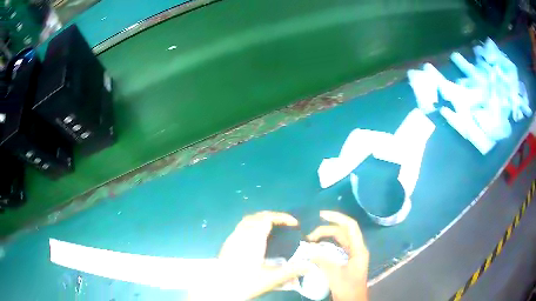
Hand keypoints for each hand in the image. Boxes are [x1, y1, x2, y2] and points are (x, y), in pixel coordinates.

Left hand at [189, 211, 305, 300]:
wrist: (219, 289)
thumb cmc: (245, 282)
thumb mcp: (270, 279)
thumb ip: (291, 272)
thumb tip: (310, 267)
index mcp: (253, 239)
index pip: (268, 218)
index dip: (282, 217)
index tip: (294, 223)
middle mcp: (241, 234)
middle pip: (257, 216)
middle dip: (273, 216)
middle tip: (285, 224)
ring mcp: (232, 238)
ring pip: (247, 220)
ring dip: (261, 219)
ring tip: (272, 228)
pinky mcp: (227, 244)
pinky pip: (241, 227)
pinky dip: (252, 225)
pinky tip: (256, 238)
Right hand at [307, 211, 368, 300]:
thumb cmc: (347, 288)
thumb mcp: (334, 274)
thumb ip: (322, 260)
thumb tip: (307, 249)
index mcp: (358, 249)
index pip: (350, 226)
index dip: (337, 217)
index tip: (321, 215)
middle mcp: (357, 249)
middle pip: (343, 232)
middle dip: (326, 230)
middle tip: (309, 236)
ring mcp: (352, 255)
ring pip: (339, 240)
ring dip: (326, 238)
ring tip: (311, 239)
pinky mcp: (347, 261)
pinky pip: (337, 248)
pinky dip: (327, 246)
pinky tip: (317, 249)